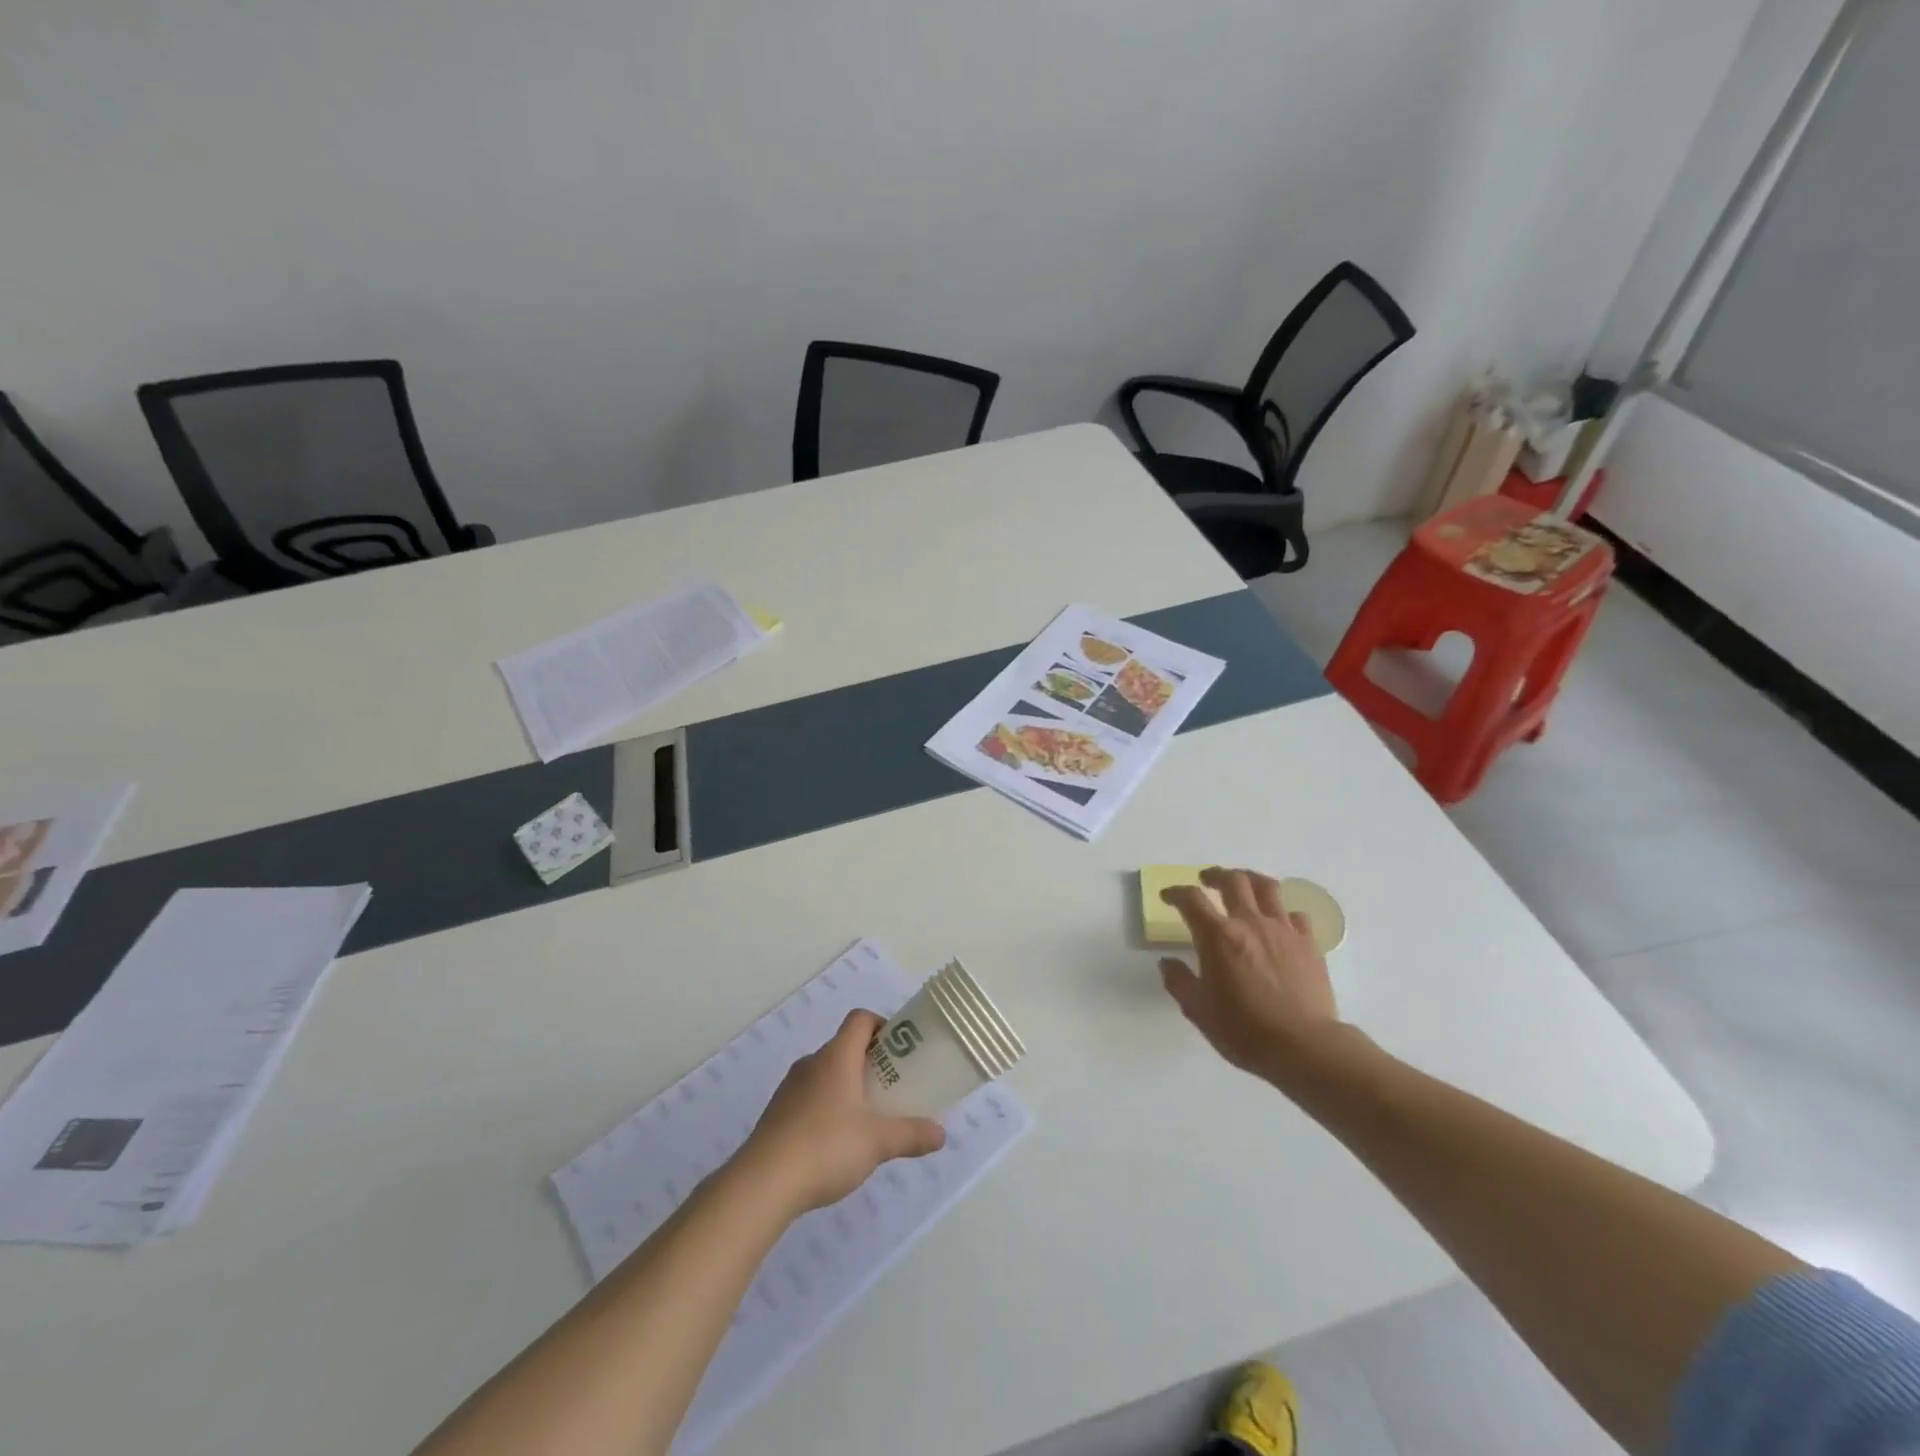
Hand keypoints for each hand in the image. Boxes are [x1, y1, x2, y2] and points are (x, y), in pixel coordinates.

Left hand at [739, 1011, 946, 1214]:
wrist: (763, 1184)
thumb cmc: (826, 1147)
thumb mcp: (877, 1142)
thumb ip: (911, 1134)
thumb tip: (941, 1134)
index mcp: (837, 1057)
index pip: (860, 1019)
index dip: (882, 1025)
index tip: (900, 1048)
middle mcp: (812, 1063)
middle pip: (844, 1047)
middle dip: (870, 1062)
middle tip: (892, 1087)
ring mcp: (790, 1088)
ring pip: (826, 1074)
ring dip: (847, 1086)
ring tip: (867, 1117)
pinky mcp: (777, 1114)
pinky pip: (809, 1097)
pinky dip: (827, 1107)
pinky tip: (836, 1142)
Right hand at [1158, 867, 1343, 1083]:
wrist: (1304, 1047)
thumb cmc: (1244, 1030)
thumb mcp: (1199, 1011)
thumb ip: (1179, 982)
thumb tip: (1167, 963)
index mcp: (1218, 936)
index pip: (1191, 899)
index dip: (1176, 893)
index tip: (1168, 896)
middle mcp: (1250, 923)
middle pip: (1232, 880)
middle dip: (1215, 875)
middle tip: (1206, 880)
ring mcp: (1283, 930)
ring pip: (1267, 887)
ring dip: (1250, 880)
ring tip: (1243, 885)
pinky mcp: (1308, 943)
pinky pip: (1295, 915)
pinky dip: (1282, 912)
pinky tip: (1278, 923)